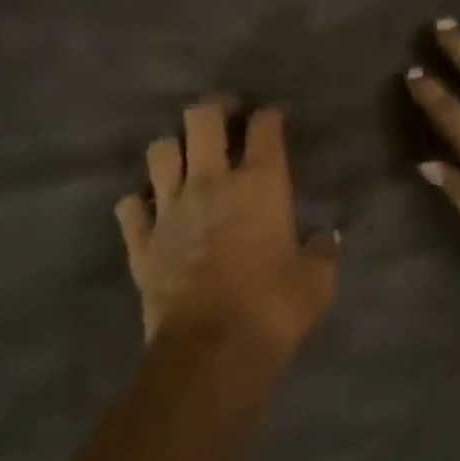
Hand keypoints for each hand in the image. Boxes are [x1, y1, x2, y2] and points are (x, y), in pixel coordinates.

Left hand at [115, 100, 341, 357]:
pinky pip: (130, 205)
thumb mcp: (316, 282)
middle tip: (226, 118)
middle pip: (202, 118)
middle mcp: (211, 183)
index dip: (270, 116)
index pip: (264, 128)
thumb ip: (323, 252)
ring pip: (159, 151)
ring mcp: (169, 208)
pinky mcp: (141, 241)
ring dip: (173, 149)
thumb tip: (329, 237)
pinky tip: (152, 208)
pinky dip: (140, 202)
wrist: (211, 351)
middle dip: (214, 109)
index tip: (273, 119)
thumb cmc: (274, 309)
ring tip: (186, 159)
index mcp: (260, 184)